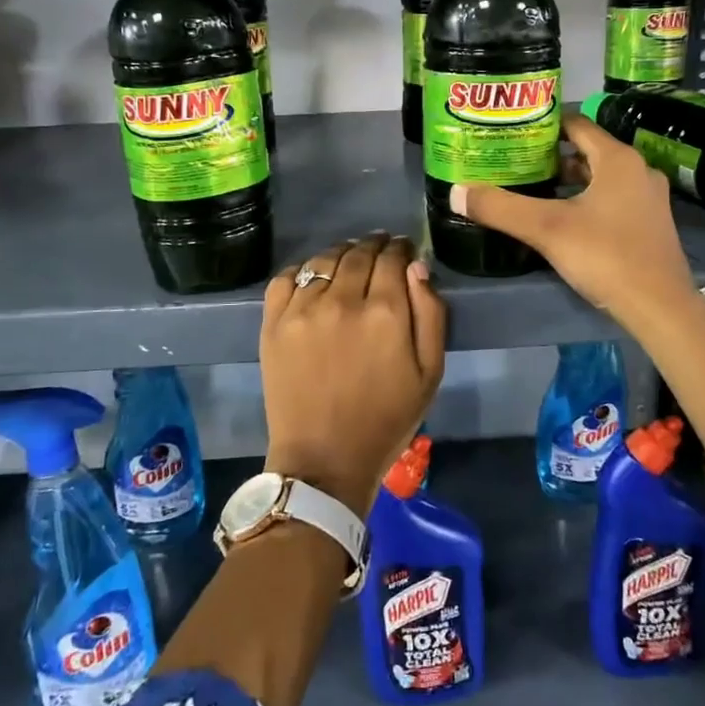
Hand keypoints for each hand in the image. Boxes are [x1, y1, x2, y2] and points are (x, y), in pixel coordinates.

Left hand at [260, 233, 446, 516]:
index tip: (403, 250)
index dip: (401, 249)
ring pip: (324, 259)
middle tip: (380, 248)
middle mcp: (342, 300)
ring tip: (349, 259)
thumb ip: (430, 313)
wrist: (324, 460)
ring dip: (342, 253)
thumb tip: (416, 266)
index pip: (393, 258)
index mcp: (385, 312)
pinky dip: (303, 270)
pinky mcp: (274, 322)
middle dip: (374, 245)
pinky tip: (314, 279)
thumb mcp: (430, 372)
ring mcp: (303, 309)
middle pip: (359, 253)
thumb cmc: (386, 420)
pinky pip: (287, 277)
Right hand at [449, 113, 694, 336]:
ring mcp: (648, 199)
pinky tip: (563, 218)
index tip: (513, 131)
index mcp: (618, 159)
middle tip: (515, 161)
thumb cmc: (606, 256)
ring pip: (600, 177)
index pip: (576, 124)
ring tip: (532, 187)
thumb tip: (456, 191)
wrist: (660, 307)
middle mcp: (638, 170)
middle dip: (551, 155)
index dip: (543, 124)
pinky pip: (612, 199)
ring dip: (569, 180)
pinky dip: (586, 200)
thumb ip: (500, 207)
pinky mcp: (650, 224)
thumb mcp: (546, 229)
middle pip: (588, 151)